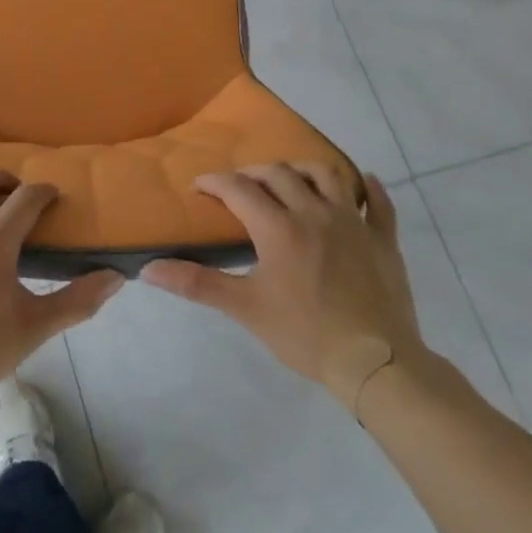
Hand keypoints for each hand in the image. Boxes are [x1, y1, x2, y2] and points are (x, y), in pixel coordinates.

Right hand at [141, 165, 423, 413]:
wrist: (375, 362)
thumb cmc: (305, 334)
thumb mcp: (244, 308)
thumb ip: (196, 283)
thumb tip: (148, 269)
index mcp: (278, 227)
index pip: (238, 189)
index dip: (215, 183)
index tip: (199, 188)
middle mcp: (314, 213)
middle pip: (279, 174)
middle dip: (253, 173)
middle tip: (239, 187)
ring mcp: (353, 223)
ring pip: (327, 175)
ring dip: (303, 170)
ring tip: (290, 179)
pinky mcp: (383, 240)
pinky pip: (378, 203)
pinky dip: (368, 188)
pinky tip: (361, 182)